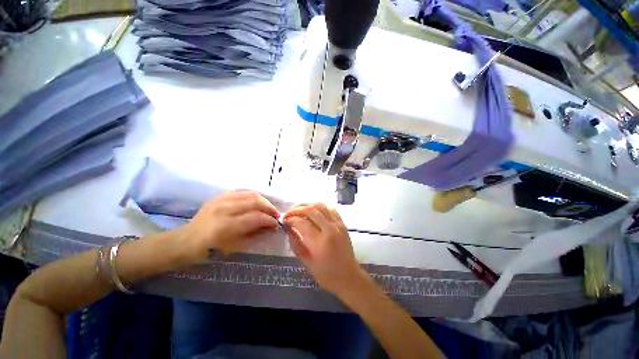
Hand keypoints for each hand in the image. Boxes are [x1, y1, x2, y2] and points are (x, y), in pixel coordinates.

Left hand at [175, 191, 280, 261]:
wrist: (184, 242)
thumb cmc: (208, 251)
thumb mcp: (233, 247)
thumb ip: (254, 234)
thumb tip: (271, 227)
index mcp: (226, 226)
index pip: (256, 217)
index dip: (269, 220)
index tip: (277, 224)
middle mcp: (224, 209)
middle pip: (255, 201)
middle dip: (269, 208)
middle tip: (276, 215)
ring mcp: (220, 200)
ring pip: (250, 194)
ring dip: (263, 201)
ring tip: (268, 208)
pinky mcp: (219, 197)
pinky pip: (242, 192)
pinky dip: (253, 197)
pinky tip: (256, 203)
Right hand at [284, 203, 366, 295]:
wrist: (349, 277)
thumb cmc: (327, 275)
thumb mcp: (307, 263)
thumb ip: (296, 244)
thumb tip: (289, 229)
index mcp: (320, 242)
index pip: (302, 223)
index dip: (291, 220)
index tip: (284, 221)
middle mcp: (330, 229)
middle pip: (311, 210)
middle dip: (296, 209)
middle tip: (288, 214)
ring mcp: (338, 224)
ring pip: (321, 205)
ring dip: (308, 205)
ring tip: (298, 210)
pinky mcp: (342, 223)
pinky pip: (330, 209)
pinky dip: (319, 207)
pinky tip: (313, 211)